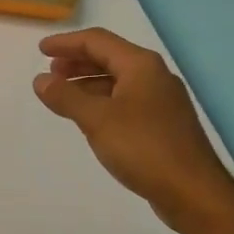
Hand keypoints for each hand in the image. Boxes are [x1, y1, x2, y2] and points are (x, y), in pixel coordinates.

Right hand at [33, 28, 233, 229]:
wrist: (193, 192)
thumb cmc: (143, 147)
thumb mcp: (97, 120)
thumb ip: (66, 97)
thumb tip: (40, 80)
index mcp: (141, 65)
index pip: (97, 41)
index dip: (66, 43)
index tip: (41, 50)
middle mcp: (154, 76)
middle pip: (109, 58)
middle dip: (77, 62)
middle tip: (51, 73)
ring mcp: (161, 101)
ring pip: (118, 81)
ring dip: (88, 83)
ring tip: (64, 95)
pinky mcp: (163, 124)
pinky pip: (125, 101)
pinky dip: (102, 101)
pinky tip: (90, 118)